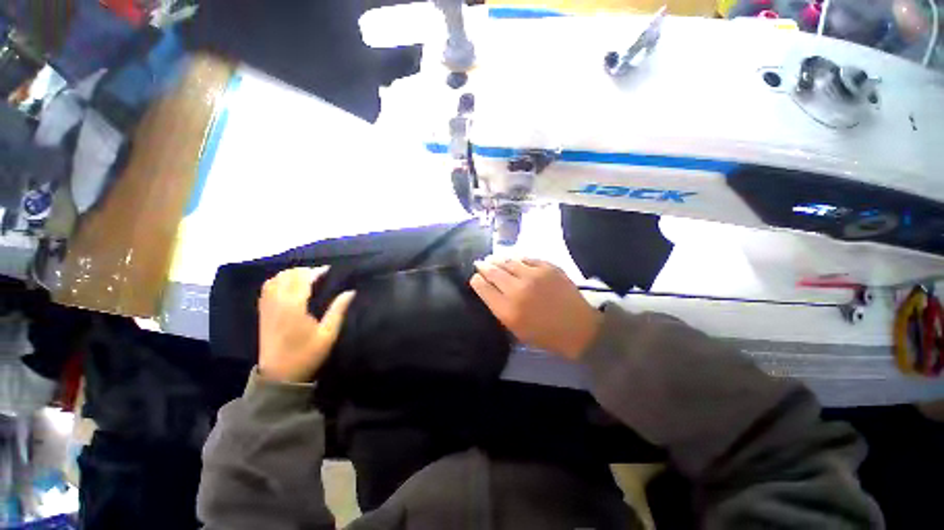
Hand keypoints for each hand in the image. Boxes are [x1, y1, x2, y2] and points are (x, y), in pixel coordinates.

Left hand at [258, 267, 354, 382]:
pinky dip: (278, 280)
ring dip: (291, 274)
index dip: (316, 272)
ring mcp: (267, 307)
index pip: (303, 279)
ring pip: (275, 279)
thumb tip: (350, 291)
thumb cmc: (307, 354)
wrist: (279, 376)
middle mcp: (277, 303)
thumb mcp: (328, 334)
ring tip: (306, 278)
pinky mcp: (262, 313)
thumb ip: (338, 310)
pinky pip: (266, 288)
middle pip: (288, 275)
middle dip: (305, 271)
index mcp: (294, 307)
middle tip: (320, 275)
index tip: (330, 270)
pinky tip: (288, 285)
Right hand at [470, 257, 601, 359]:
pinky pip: (527, 258)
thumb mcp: (516, 329)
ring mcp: (534, 275)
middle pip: (493, 271)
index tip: (475, 277)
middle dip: (483, 266)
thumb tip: (490, 289)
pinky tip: (515, 261)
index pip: (483, 287)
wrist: (578, 328)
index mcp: (507, 310)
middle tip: (480, 263)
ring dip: (498, 260)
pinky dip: (518, 259)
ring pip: (508, 261)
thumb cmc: (544, 334)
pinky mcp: (548, 267)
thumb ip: (500, 308)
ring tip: (493, 259)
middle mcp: (517, 289)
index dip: (476, 280)